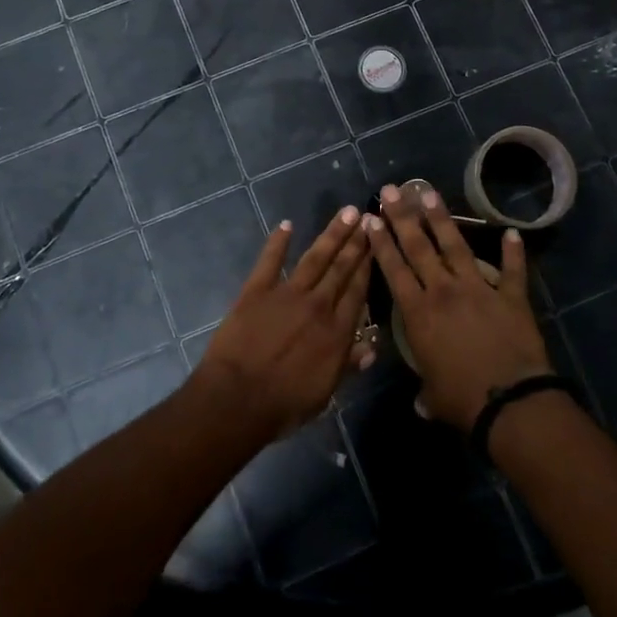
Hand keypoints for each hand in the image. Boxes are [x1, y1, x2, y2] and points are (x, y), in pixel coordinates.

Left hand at [192, 207, 373, 443]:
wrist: (238, 399)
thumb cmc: (284, 404)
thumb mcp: (325, 393)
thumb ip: (348, 365)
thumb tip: (371, 347)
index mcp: (336, 331)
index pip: (358, 291)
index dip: (369, 265)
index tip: (378, 242)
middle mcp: (317, 305)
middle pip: (341, 269)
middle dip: (356, 242)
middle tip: (367, 216)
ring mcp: (286, 294)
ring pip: (314, 258)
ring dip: (331, 235)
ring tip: (346, 213)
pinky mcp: (256, 291)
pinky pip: (269, 262)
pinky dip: (277, 242)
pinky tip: (286, 225)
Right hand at [365, 184, 550, 429]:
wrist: (510, 402)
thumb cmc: (462, 400)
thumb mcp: (433, 396)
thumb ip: (425, 392)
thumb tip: (421, 403)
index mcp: (418, 313)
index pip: (394, 269)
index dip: (381, 243)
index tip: (371, 218)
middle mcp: (443, 291)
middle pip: (418, 246)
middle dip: (402, 216)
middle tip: (392, 190)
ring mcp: (478, 289)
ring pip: (455, 246)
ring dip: (442, 218)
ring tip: (429, 193)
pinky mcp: (510, 296)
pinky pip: (513, 271)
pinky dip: (514, 252)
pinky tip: (512, 232)